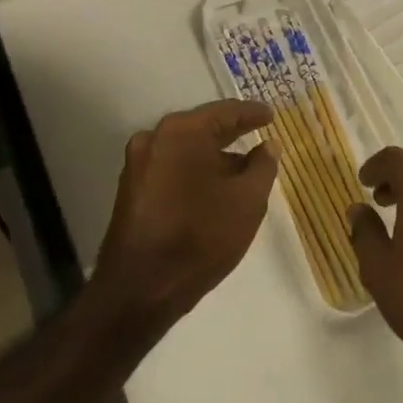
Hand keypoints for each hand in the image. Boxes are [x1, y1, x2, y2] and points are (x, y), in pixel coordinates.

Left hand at [94, 99, 277, 334]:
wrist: (138, 290)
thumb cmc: (200, 236)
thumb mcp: (247, 201)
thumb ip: (263, 166)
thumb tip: (269, 145)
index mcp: (182, 131)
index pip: (225, 112)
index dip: (252, 114)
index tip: (271, 115)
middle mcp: (155, 137)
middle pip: (202, 128)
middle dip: (231, 133)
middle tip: (258, 134)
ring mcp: (138, 164)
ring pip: (185, 150)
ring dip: (213, 156)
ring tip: (241, 169)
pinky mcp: (131, 190)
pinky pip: (171, 168)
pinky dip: (193, 171)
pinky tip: (213, 189)